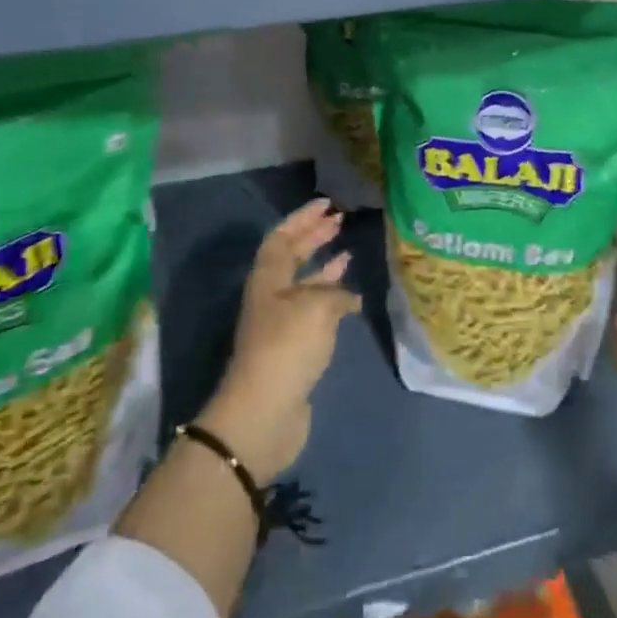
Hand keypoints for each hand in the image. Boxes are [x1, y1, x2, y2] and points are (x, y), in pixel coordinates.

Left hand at [200, 200, 359, 483]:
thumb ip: (334, 293)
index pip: (282, 236)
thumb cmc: (286, 347)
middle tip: (339, 221)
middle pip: (291, 257)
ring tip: (347, 253)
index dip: (302, 217)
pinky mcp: (293, 348)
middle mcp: (271, 296)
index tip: (327, 204)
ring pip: (304, 284)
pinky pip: (314, 311)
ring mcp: (281, 324)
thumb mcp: (315, 308)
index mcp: (267, 278)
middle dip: (314, 237)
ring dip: (324, 267)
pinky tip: (352, 299)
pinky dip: (332, 300)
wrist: (264, 413)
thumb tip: (347, 296)